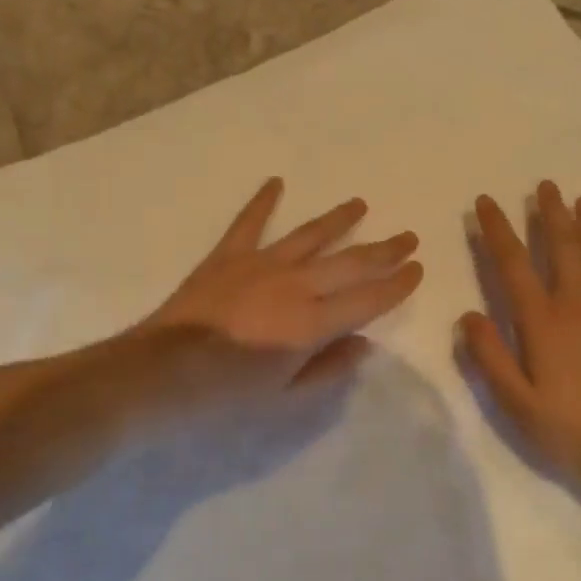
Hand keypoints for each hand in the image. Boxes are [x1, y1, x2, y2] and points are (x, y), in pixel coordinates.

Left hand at [145, 178, 423, 388]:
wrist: (162, 372)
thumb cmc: (226, 394)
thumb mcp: (285, 397)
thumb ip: (329, 368)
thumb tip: (365, 342)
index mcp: (313, 323)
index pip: (368, 299)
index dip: (397, 284)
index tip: (417, 268)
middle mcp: (295, 285)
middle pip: (349, 263)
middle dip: (383, 250)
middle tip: (408, 236)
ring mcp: (261, 264)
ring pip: (310, 236)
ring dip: (338, 219)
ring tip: (360, 203)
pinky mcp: (228, 256)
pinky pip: (249, 223)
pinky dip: (263, 201)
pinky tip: (276, 182)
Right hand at [462, 182, 580, 500]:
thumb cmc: (578, 429)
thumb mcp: (519, 404)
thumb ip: (489, 357)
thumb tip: (467, 315)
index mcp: (542, 320)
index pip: (512, 264)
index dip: (497, 230)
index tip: (485, 202)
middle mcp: (577, 303)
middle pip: (562, 247)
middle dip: (550, 213)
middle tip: (546, 184)